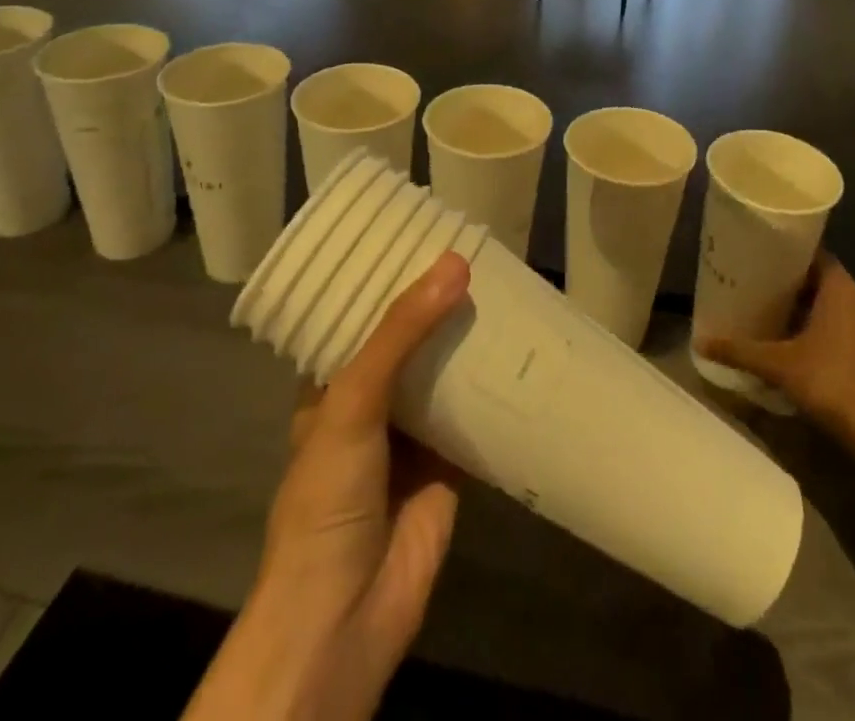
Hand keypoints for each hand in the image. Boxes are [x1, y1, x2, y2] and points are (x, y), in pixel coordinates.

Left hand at [184, 253, 471, 720]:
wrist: (346, 617)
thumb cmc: (329, 497)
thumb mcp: (353, 401)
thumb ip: (401, 333)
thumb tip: (453, 263)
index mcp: (332, 386)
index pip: (360, 318)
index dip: (388, 280)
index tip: (423, 236)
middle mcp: (371, 404)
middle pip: (410, 341)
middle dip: (439, 306)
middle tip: (479, 254)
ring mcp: (411, 434)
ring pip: (445, 373)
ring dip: (470, 341)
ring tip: (508, 287)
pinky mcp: (449, 464)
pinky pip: (476, 414)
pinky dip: (497, 388)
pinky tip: (525, 349)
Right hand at [698, 255, 854, 450]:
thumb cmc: (831, 383)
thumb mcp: (778, 365)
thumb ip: (740, 350)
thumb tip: (700, 341)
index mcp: (841, 288)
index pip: (814, 254)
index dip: (789, 255)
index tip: (763, 259)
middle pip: (824, 281)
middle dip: (796, 286)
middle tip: (762, 290)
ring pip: (838, 308)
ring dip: (813, 311)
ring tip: (780, 318)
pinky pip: (850, 330)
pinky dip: (829, 333)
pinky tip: (806, 348)